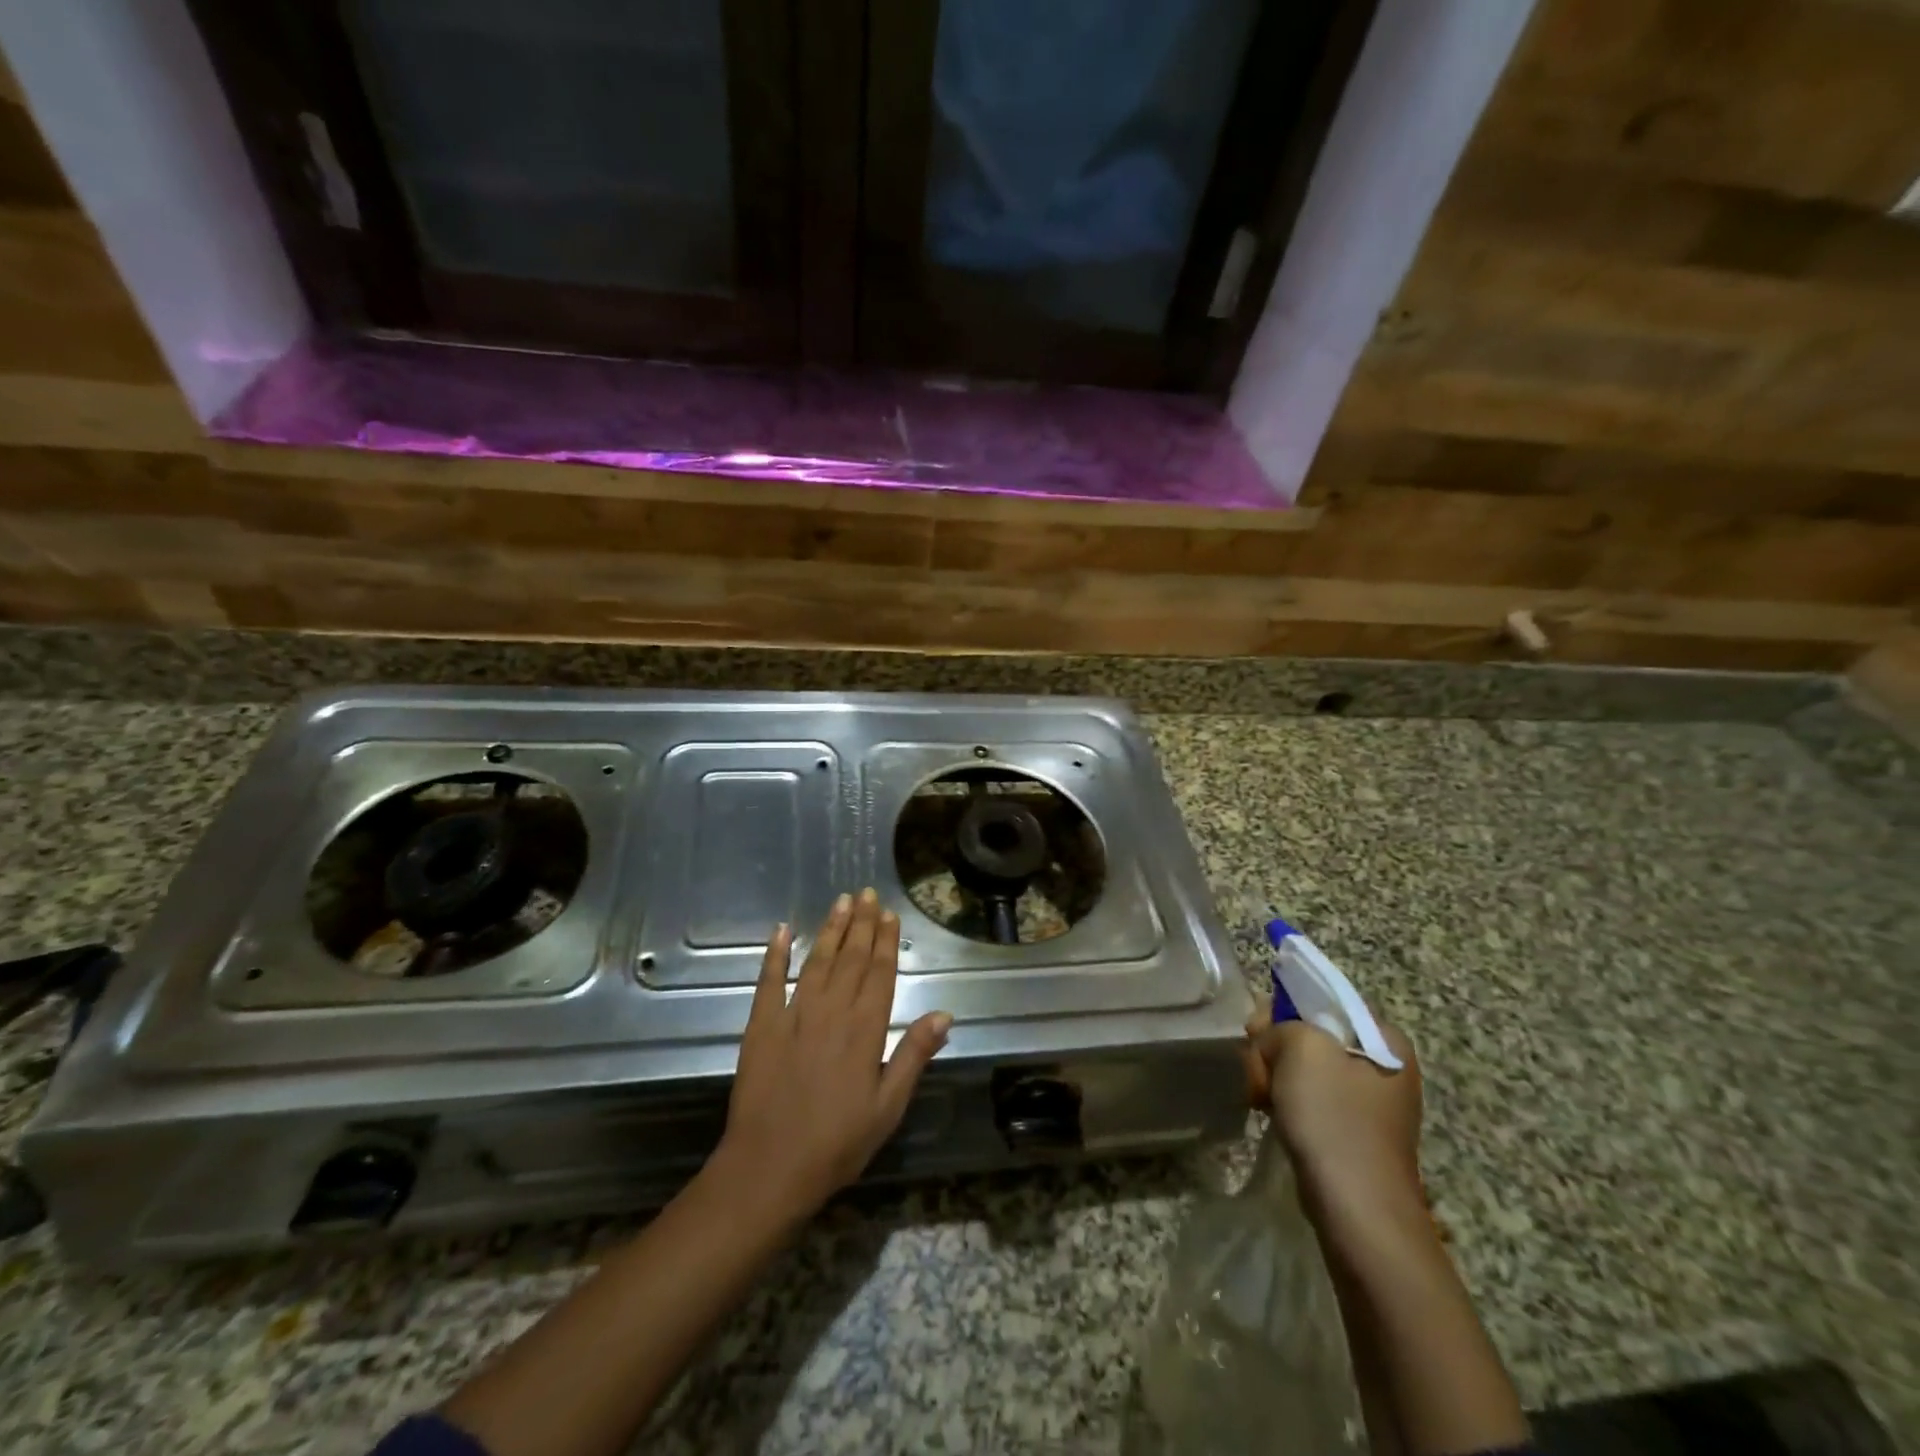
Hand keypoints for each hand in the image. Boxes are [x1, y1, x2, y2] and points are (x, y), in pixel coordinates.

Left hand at [715, 890, 952, 1221]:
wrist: (769, 1168)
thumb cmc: (837, 1143)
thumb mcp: (888, 1107)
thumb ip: (914, 1055)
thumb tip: (944, 1014)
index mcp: (865, 1029)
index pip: (880, 973)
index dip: (886, 941)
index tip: (890, 913)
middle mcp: (832, 1011)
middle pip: (851, 958)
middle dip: (862, 924)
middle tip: (867, 893)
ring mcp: (793, 1015)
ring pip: (816, 961)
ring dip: (830, 929)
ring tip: (841, 901)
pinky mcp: (760, 1025)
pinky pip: (769, 981)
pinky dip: (774, 954)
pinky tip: (781, 930)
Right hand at [1245, 1012, 1423, 1210]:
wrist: (1358, 1211)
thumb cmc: (1334, 1118)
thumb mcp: (1301, 1047)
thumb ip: (1280, 1024)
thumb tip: (1271, 1041)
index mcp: (1386, 1039)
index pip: (1324, 1002)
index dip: (1283, 1009)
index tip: (1254, 1031)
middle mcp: (1385, 1066)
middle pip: (1312, 1036)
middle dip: (1275, 1048)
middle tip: (1256, 1069)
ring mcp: (1370, 1104)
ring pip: (1306, 1069)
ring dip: (1275, 1076)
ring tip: (1258, 1096)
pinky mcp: (1353, 1133)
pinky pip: (1311, 1099)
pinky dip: (1286, 1101)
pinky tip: (1269, 1112)